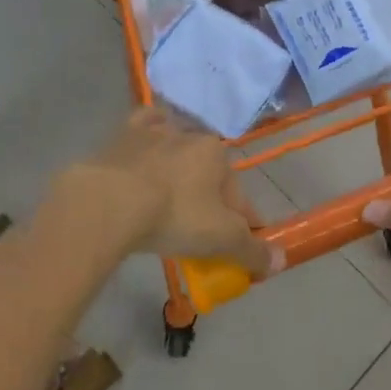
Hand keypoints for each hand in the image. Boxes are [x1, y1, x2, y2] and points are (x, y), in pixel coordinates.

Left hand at [52, 107, 283, 278]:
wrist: (109, 202)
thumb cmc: (174, 216)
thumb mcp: (220, 239)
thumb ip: (252, 250)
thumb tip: (281, 260)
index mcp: (217, 154)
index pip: (238, 194)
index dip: (242, 223)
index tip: (237, 247)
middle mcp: (189, 134)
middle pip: (207, 171)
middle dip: (209, 196)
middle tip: (199, 230)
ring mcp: (153, 131)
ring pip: (175, 147)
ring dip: (178, 167)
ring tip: (169, 198)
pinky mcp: (122, 135)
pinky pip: (142, 129)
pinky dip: (147, 137)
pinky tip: (145, 150)